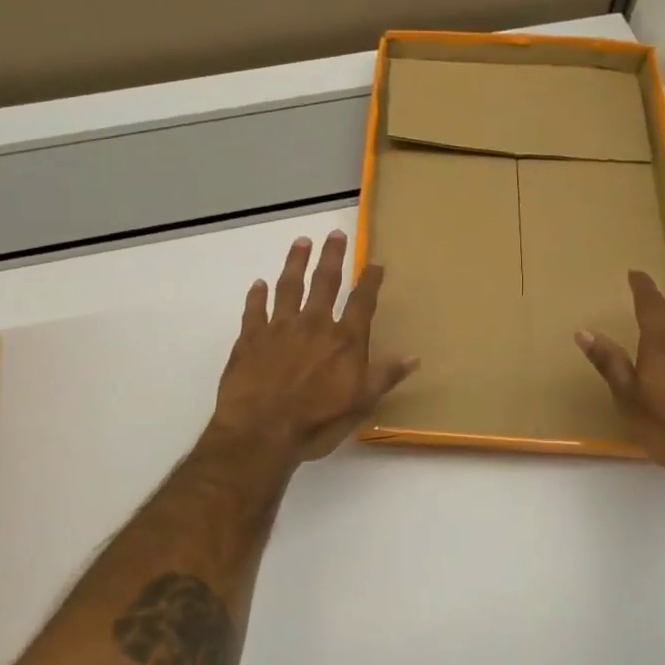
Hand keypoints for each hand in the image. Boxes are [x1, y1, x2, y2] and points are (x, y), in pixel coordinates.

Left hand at [212, 231, 417, 461]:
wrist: (260, 431)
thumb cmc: (316, 422)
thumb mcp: (360, 403)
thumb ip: (385, 376)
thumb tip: (414, 357)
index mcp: (344, 340)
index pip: (361, 303)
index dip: (370, 282)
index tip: (375, 264)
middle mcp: (313, 325)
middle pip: (325, 283)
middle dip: (332, 257)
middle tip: (335, 234)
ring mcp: (279, 328)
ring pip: (289, 287)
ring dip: (295, 263)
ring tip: (301, 242)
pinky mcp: (250, 338)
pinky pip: (254, 310)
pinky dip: (257, 296)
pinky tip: (258, 284)